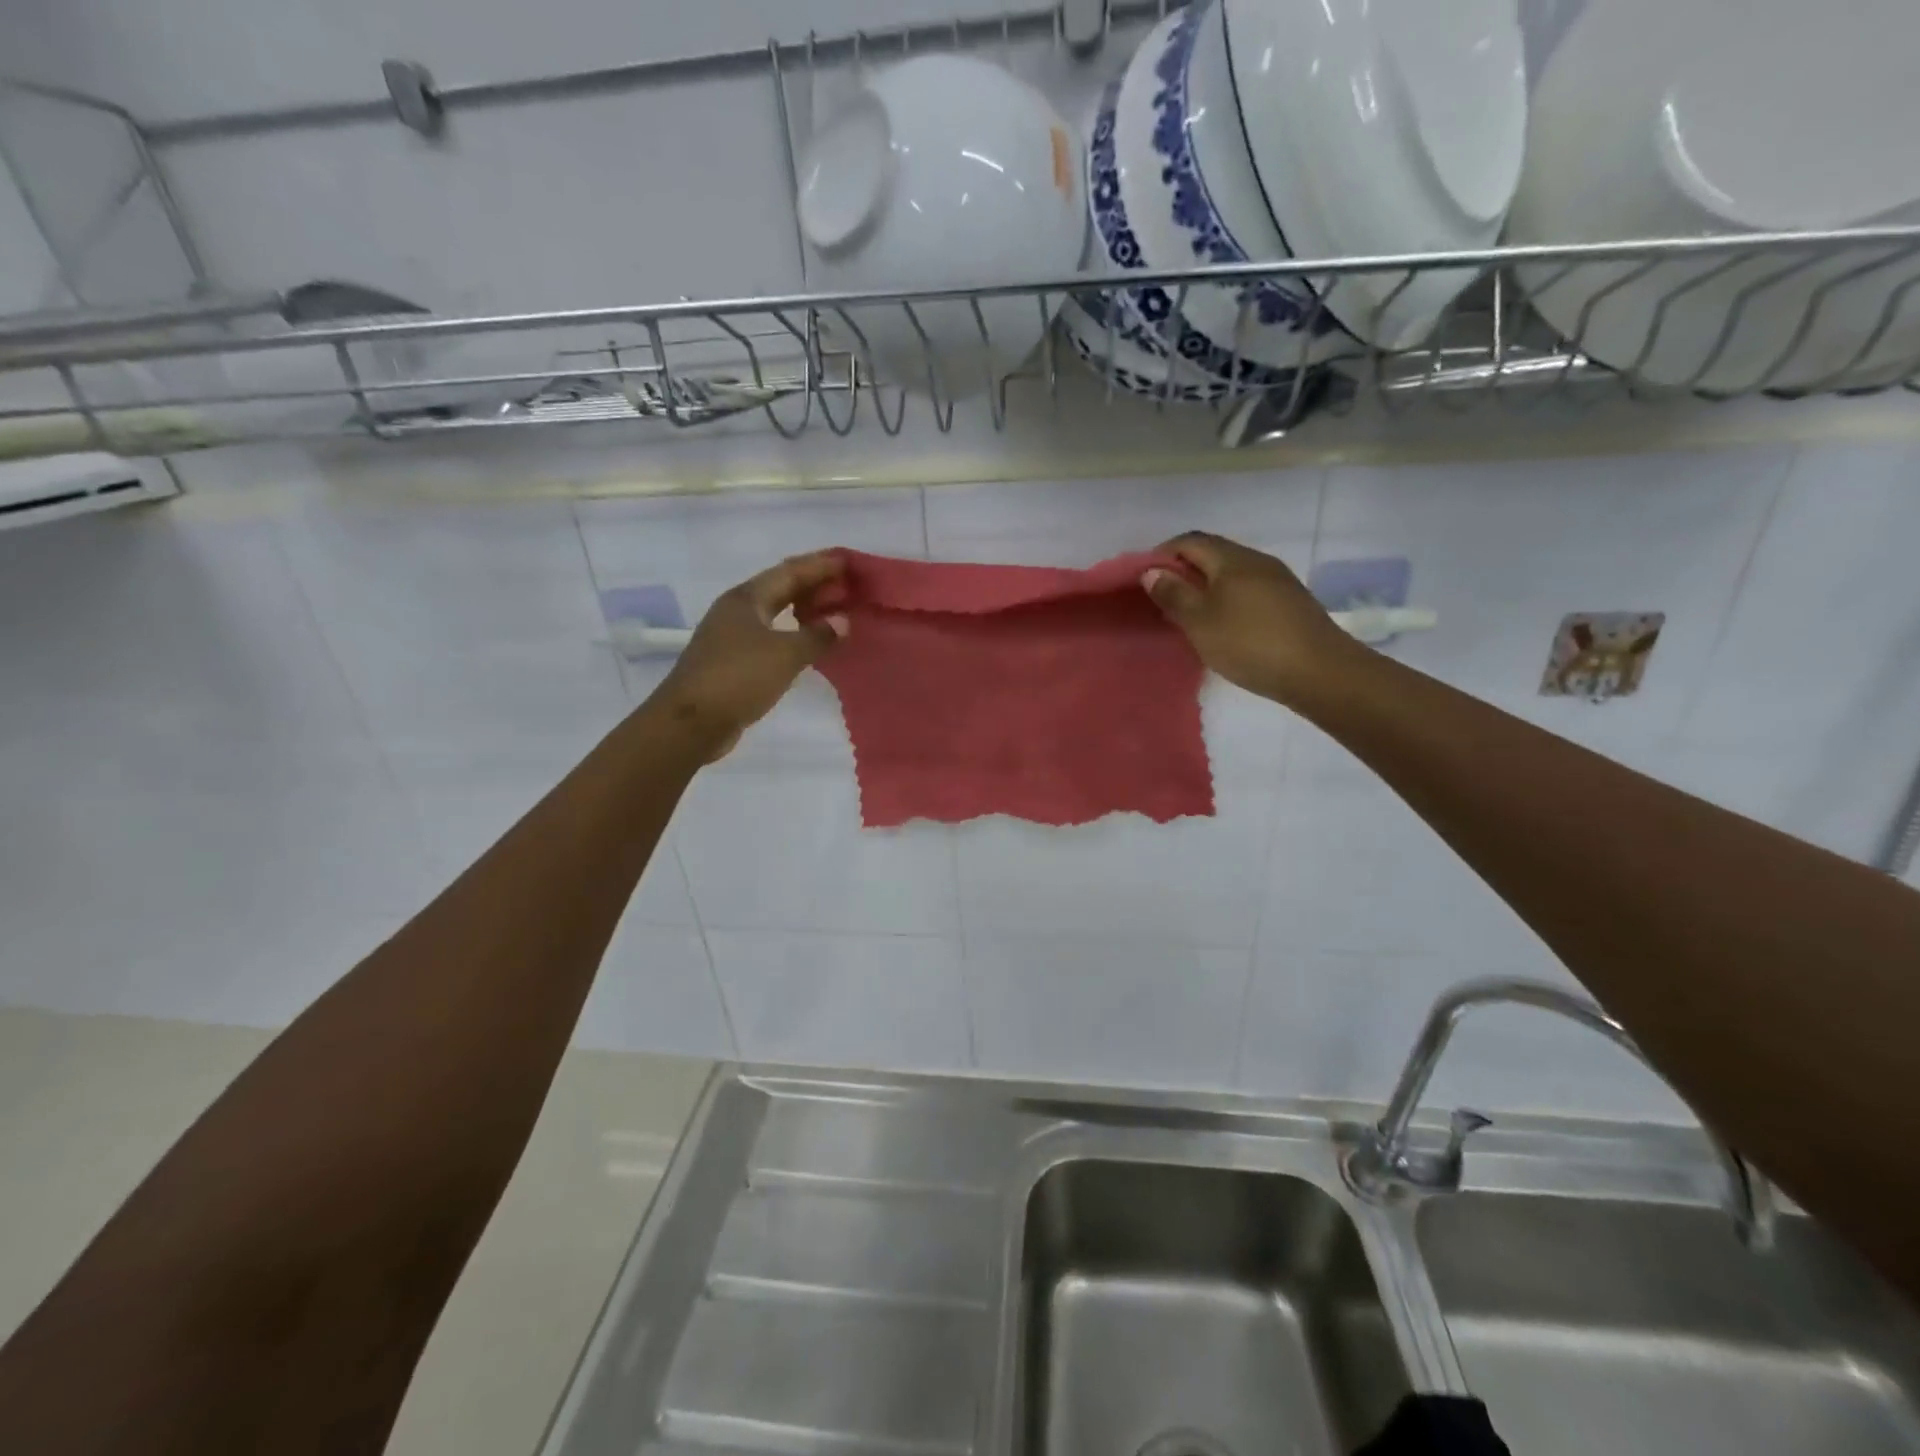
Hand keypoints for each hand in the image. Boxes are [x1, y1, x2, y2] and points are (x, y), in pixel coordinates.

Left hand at [656, 551, 848, 758]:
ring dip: (804, 609)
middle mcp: (737, 610)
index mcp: (746, 598)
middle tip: (848, 584)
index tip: (849, 560)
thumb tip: (842, 620)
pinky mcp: (733, 661)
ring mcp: (732, 636)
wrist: (690, 723)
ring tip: (835, 610)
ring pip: (775, 613)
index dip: (820, 565)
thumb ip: (817, 636)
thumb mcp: (784, 654)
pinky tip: (810, 643)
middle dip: (814, 584)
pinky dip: (794, 634)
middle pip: (781, 588)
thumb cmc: (737, 678)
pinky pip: (772, 636)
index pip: (790, 571)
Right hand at [1141, 532, 1358, 705]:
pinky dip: (1227, 599)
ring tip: (1189, 615)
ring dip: (1206, 586)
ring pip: (1232, 573)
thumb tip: (1152, 570)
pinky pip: (1248, 589)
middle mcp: (1256, 560)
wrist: (1319, 671)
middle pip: (1213, 553)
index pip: (1189, 541)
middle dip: (1184, 570)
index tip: (1145, 579)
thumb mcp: (1200, 621)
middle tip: (1163, 599)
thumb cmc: (1250, 643)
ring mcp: (1277, 580)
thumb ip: (1174, 594)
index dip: (1163, 554)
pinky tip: (1223, 624)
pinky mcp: (1290, 602)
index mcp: (1231, 559)